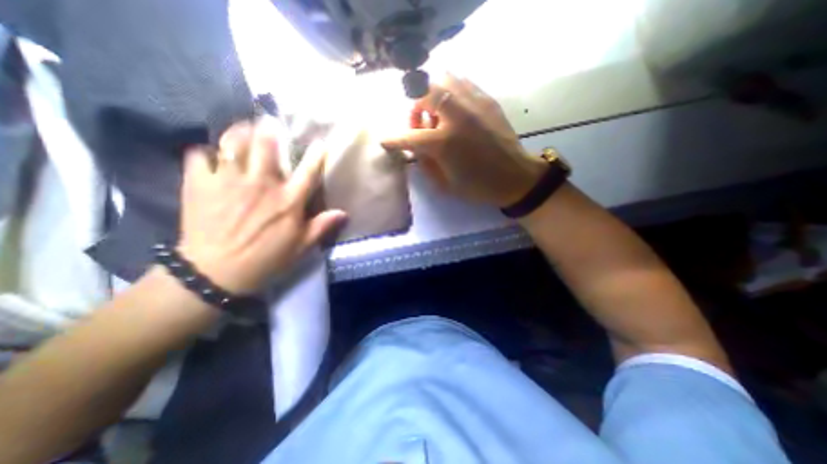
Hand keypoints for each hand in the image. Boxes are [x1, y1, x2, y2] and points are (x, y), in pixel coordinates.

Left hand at [180, 120, 345, 292]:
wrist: (216, 273)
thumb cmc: (267, 259)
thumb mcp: (302, 246)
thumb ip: (322, 226)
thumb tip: (344, 213)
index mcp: (288, 200)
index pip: (308, 170)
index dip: (317, 154)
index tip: (320, 142)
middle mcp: (261, 184)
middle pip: (266, 145)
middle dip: (269, 129)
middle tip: (269, 123)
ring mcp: (228, 181)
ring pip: (233, 142)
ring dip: (239, 132)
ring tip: (243, 129)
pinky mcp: (199, 185)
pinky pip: (199, 156)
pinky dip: (205, 152)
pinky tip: (210, 155)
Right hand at [382, 72, 547, 205]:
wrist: (514, 177)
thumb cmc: (478, 186)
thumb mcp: (445, 184)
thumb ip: (425, 163)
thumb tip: (415, 147)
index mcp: (444, 142)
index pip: (409, 136)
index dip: (394, 139)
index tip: (385, 141)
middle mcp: (457, 116)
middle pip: (424, 93)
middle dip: (414, 108)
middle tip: (419, 124)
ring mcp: (474, 104)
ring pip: (443, 79)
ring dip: (432, 95)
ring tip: (437, 115)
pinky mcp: (487, 100)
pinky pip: (462, 82)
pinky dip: (451, 92)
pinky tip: (454, 109)